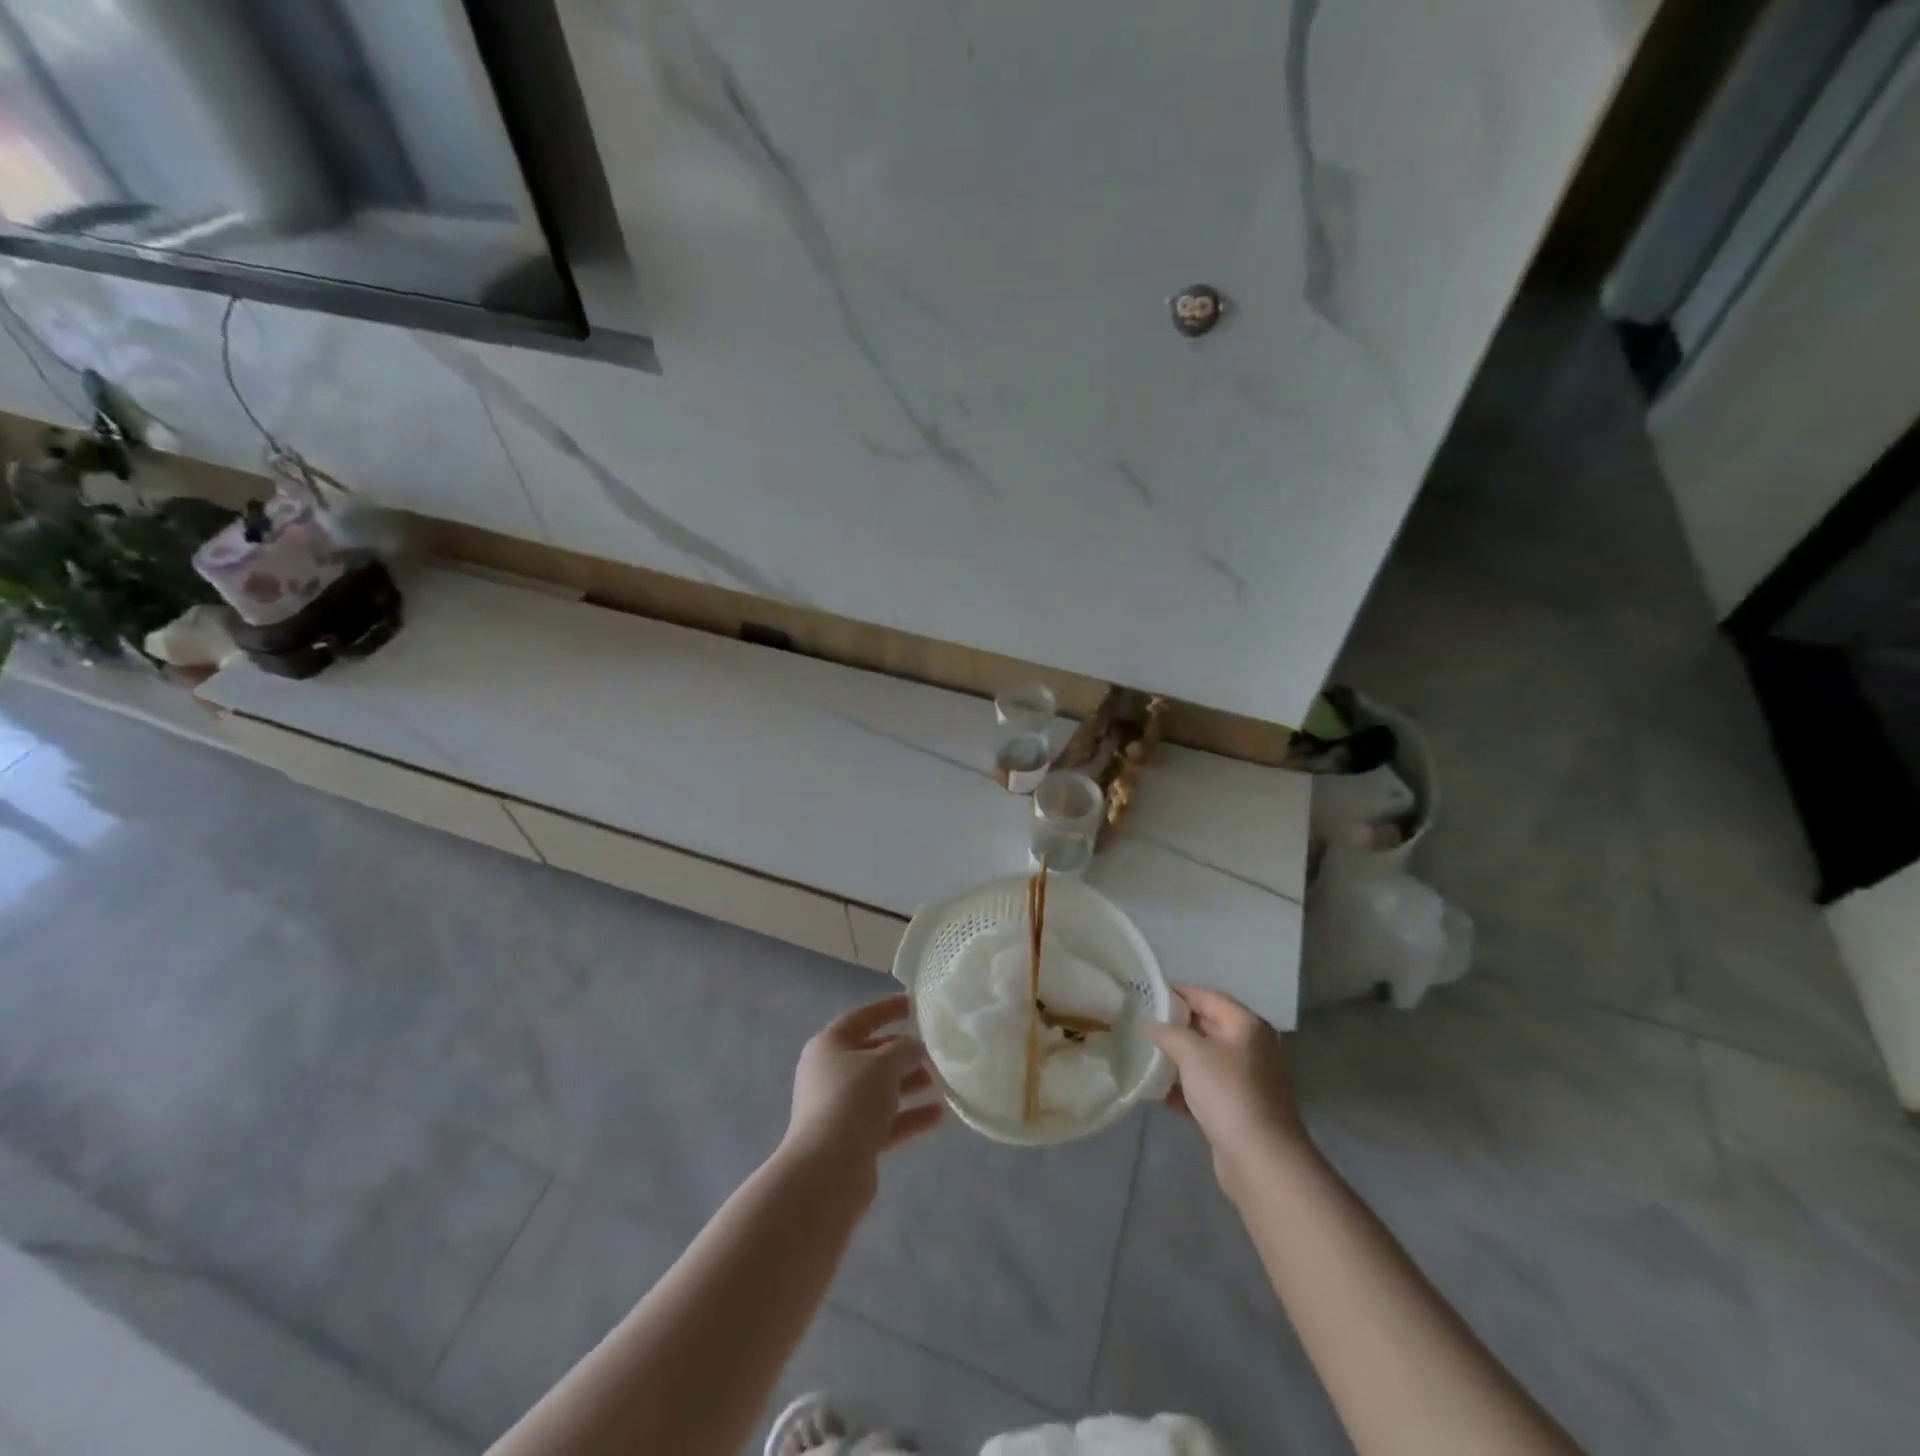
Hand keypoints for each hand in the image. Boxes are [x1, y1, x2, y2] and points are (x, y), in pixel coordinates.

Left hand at [783, 995, 943, 1176]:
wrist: (826, 1172)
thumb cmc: (851, 1101)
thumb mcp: (883, 1064)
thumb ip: (904, 1049)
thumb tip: (915, 1047)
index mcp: (828, 1046)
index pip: (861, 1018)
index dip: (887, 1009)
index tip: (914, 1004)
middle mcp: (831, 1074)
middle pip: (872, 1055)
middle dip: (904, 1052)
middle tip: (935, 1048)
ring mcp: (840, 1109)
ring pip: (881, 1089)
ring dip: (910, 1084)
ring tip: (943, 1081)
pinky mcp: (853, 1140)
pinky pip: (886, 1120)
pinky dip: (909, 1116)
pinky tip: (938, 1115)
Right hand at [1146, 986, 1309, 1192]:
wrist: (1261, 1160)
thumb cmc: (1228, 1093)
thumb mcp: (1192, 1053)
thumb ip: (1167, 1032)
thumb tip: (1148, 1024)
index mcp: (1246, 1026)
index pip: (1207, 996)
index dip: (1176, 992)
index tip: (1145, 992)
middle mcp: (1250, 1049)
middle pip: (1206, 1026)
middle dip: (1173, 1025)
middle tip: (1139, 1023)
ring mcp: (1245, 1081)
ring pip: (1203, 1060)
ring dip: (1175, 1058)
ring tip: (1141, 1054)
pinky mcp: (1236, 1110)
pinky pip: (1203, 1089)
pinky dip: (1181, 1087)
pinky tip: (1154, 1091)